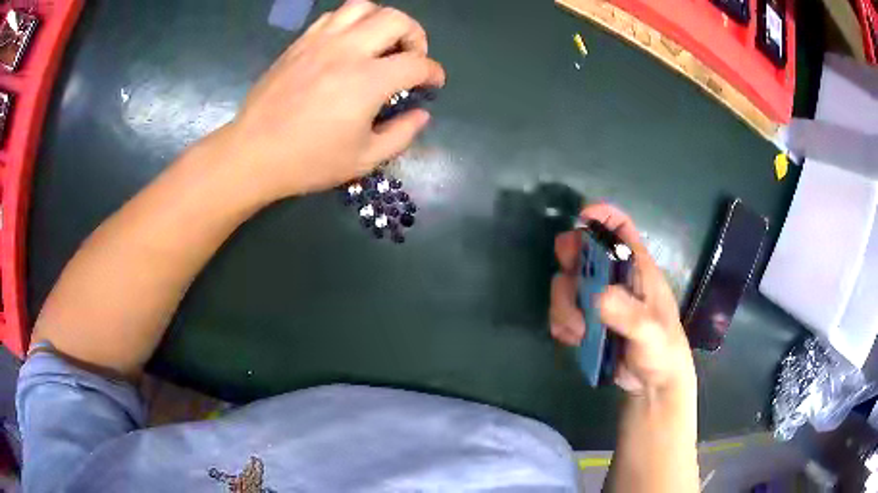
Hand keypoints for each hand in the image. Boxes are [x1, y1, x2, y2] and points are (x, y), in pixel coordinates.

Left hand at [224, 0, 445, 199]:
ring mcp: (321, 42)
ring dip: (382, 21)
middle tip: (411, 57)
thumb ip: (401, 134)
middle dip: (416, 36)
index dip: (433, 72)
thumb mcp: (364, 159)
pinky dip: (351, 22)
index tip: (432, 84)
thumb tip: (421, 114)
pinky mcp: (300, 43)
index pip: (417, 63)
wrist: (253, 153)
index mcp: (368, 81)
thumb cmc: (308, 161)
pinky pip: (333, 16)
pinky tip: (348, 43)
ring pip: (363, 6)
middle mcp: (348, 51)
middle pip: (397, 20)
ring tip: (380, 43)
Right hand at [549, 204, 695, 395]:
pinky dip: (562, 323)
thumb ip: (629, 314)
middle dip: (571, 260)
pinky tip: (573, 339)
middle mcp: (614, 279)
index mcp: (637, 269)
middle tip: (571, 279)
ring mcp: (597, 300)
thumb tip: (597, 295)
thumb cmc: (662, 348)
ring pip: (567, 284)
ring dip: (565, 304)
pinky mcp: (585, 321)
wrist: (652, 382)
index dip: (602, 217)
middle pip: (584, 251)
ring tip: (579, 330)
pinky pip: (562, 312)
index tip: (581, 219)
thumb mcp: (651, 331)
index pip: (620, 229)